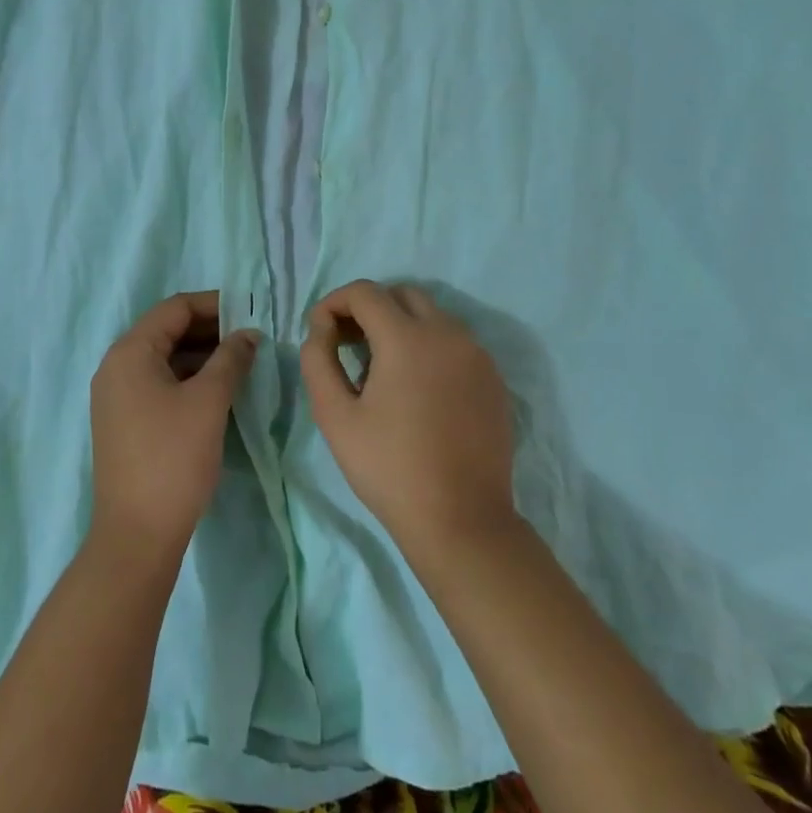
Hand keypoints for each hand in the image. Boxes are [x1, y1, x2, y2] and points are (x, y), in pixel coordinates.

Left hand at [89, 291, 259, 557]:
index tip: (250, 311)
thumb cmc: (173, 458)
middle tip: (251, 338)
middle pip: (167, 331)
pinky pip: (159, 384)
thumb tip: (248, 334)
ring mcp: (117, 396)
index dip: (214, 304)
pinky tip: (219, 390)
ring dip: (202, 355)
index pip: (174, 309)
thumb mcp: (209, 402)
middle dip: (210, 330)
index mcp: (130, 352)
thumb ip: (230, 359)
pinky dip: (189, 379)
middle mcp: (117, 367)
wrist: (137, 533)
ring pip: (165, 359)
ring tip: (242, 362)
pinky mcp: (125, 421)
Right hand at [301, 280, 517, 557]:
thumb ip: (318, 359)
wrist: (461, 520)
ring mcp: (478, 356)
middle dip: (369, 308)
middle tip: (346, 343)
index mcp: (408, 338)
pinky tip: (415, 389)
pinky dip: (428, 347)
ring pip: (432, 316)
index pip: (365, 292)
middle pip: (402, 295)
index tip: (320, 331)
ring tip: (378, 370)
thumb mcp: (335, 415)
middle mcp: (448, 334)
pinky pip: (455, 343)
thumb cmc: (389, 468)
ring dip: (400, 326)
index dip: (334, 302)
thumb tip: (322, 328)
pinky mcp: (494, 379)